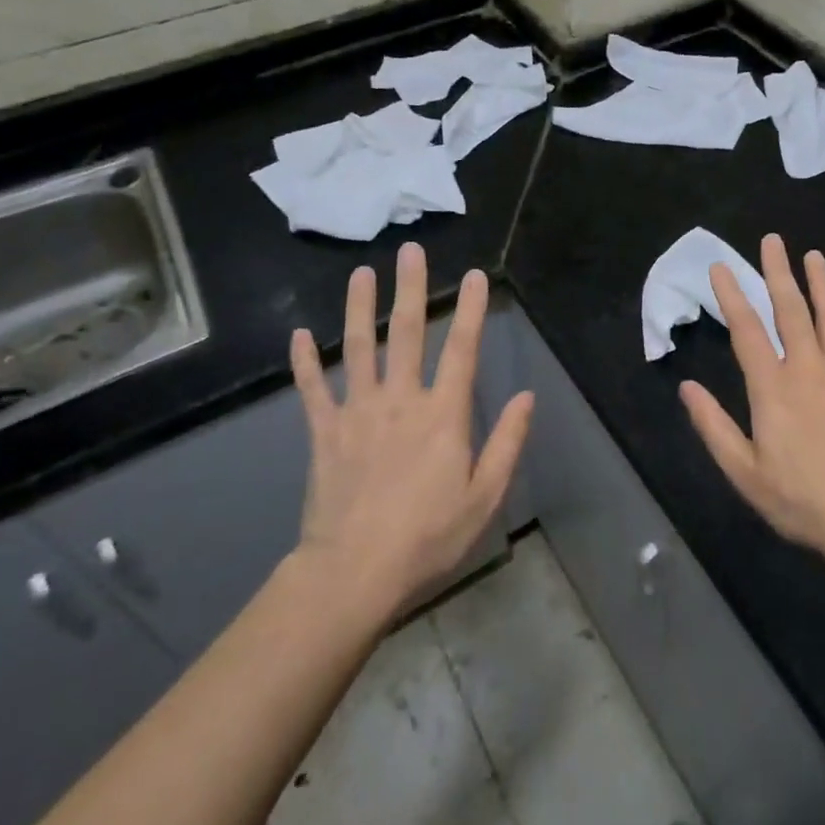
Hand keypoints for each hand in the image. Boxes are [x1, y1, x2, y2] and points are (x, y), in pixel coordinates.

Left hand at [289, 243, 532, 611]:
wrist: (354, 574)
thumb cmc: (428, 537)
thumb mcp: (484, 497)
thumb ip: (507, 443)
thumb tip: (525, 396)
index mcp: (442, 415)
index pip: (461, 350)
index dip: (471, 310)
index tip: (476, 276)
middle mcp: (400, 401)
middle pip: (405, 334)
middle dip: (410, 289)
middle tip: (410, 251)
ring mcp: (357, 413)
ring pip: (358, 349)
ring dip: (359, 308)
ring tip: (361, 273)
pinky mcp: (324, 433)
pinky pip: (313, 390)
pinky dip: (305, 362)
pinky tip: (298, 334)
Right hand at [680, 233, 824, 573]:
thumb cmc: (803, 500)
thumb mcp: (745, 473)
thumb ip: (714, 427)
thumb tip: (687, 388)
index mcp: (773, 388)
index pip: (747, 329)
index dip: (732, 295)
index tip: (721, 267)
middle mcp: (809, 369)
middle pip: (791, 309)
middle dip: (778, 272)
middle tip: (772, 240)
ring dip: (820, 282)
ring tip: (812, 255)